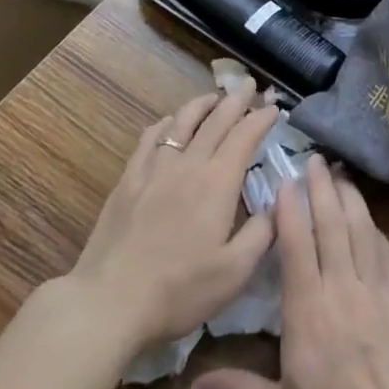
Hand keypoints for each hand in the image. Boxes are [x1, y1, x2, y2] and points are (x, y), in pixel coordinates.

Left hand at [66, 81, 279, 351]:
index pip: (244, 136)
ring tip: (214, 96)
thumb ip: (263, 233)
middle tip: (250, 85)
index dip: (261, 118)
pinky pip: (149, 139)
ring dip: (201, 104)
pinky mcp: (128, 181)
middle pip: (216, 120)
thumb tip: (279, 204)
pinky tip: (169, 123)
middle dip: (236, 100)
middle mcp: (188, 165)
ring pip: (181, 122)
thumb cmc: (179, 290)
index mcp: (217, 183)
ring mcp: (154, 170)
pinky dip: (165, 124)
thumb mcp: (235, 272)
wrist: (109, 302)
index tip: (274, 108)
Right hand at [187, 155, 388, 388]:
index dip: (291, 209)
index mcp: (309, 311)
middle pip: (333, 225)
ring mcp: (378, 291)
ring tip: (341, 175)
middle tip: (315, 158)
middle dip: (322, 187)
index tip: (285, 180)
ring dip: (350, 198)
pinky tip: (370, 220)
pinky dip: (375, 229)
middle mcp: (344, 289)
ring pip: (363, 230)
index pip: (297, 245)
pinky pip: (386, 252)